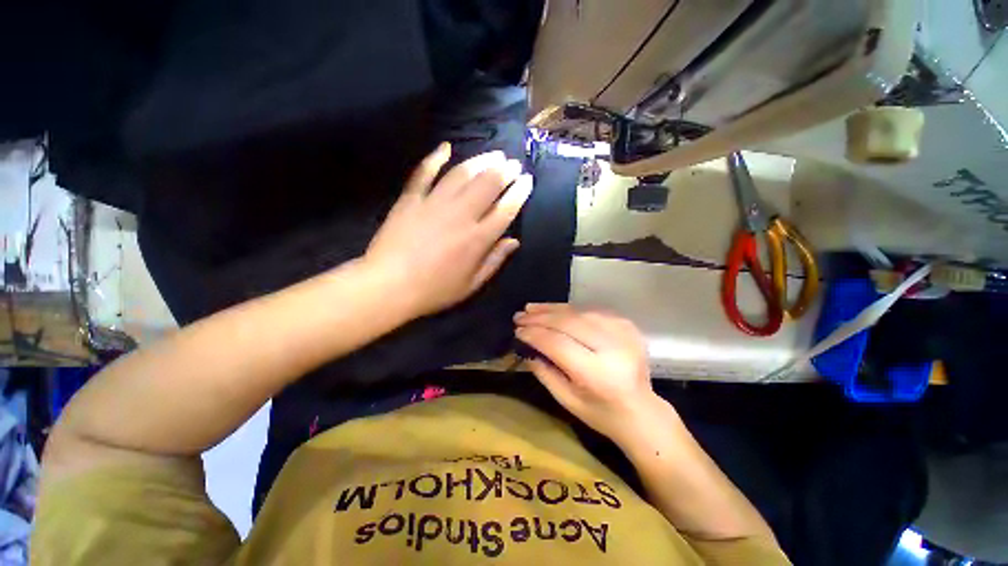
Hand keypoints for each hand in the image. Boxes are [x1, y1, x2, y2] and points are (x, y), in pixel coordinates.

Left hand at [365, 143, 532, 318]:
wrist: (388, 286)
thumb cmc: (434, 290)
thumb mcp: (471, 285)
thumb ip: (494, 261)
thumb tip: (514, 241)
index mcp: (477, 239)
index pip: (506, 209)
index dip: (519, 192)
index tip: (527, 180)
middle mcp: (460, 215)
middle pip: (488, 184)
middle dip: (505, 170)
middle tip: (513, 163)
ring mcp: (434, 203)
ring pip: (462, 174)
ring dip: (480, 161)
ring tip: (493, 154)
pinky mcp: (411, 199)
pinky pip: (424, 172)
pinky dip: (435, 157)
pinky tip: (446, 147)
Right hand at [514, 304, 662, 443]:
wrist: (642, 411)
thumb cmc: (601, 413)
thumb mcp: (566, 400)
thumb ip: (544, 371)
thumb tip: (527, 344)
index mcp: (598, 374)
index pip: (558, 344)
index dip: (535, 334)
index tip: (517, 330)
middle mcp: (613, 348)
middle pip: (569, 322)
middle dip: (540, 317)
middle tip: (520, 315)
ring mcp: (624, 333)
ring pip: (579, 312)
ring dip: (553, 309)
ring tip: (532, 308)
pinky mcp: (628, 325)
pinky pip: (592, 311)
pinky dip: (570, 310)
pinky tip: (555, 311)